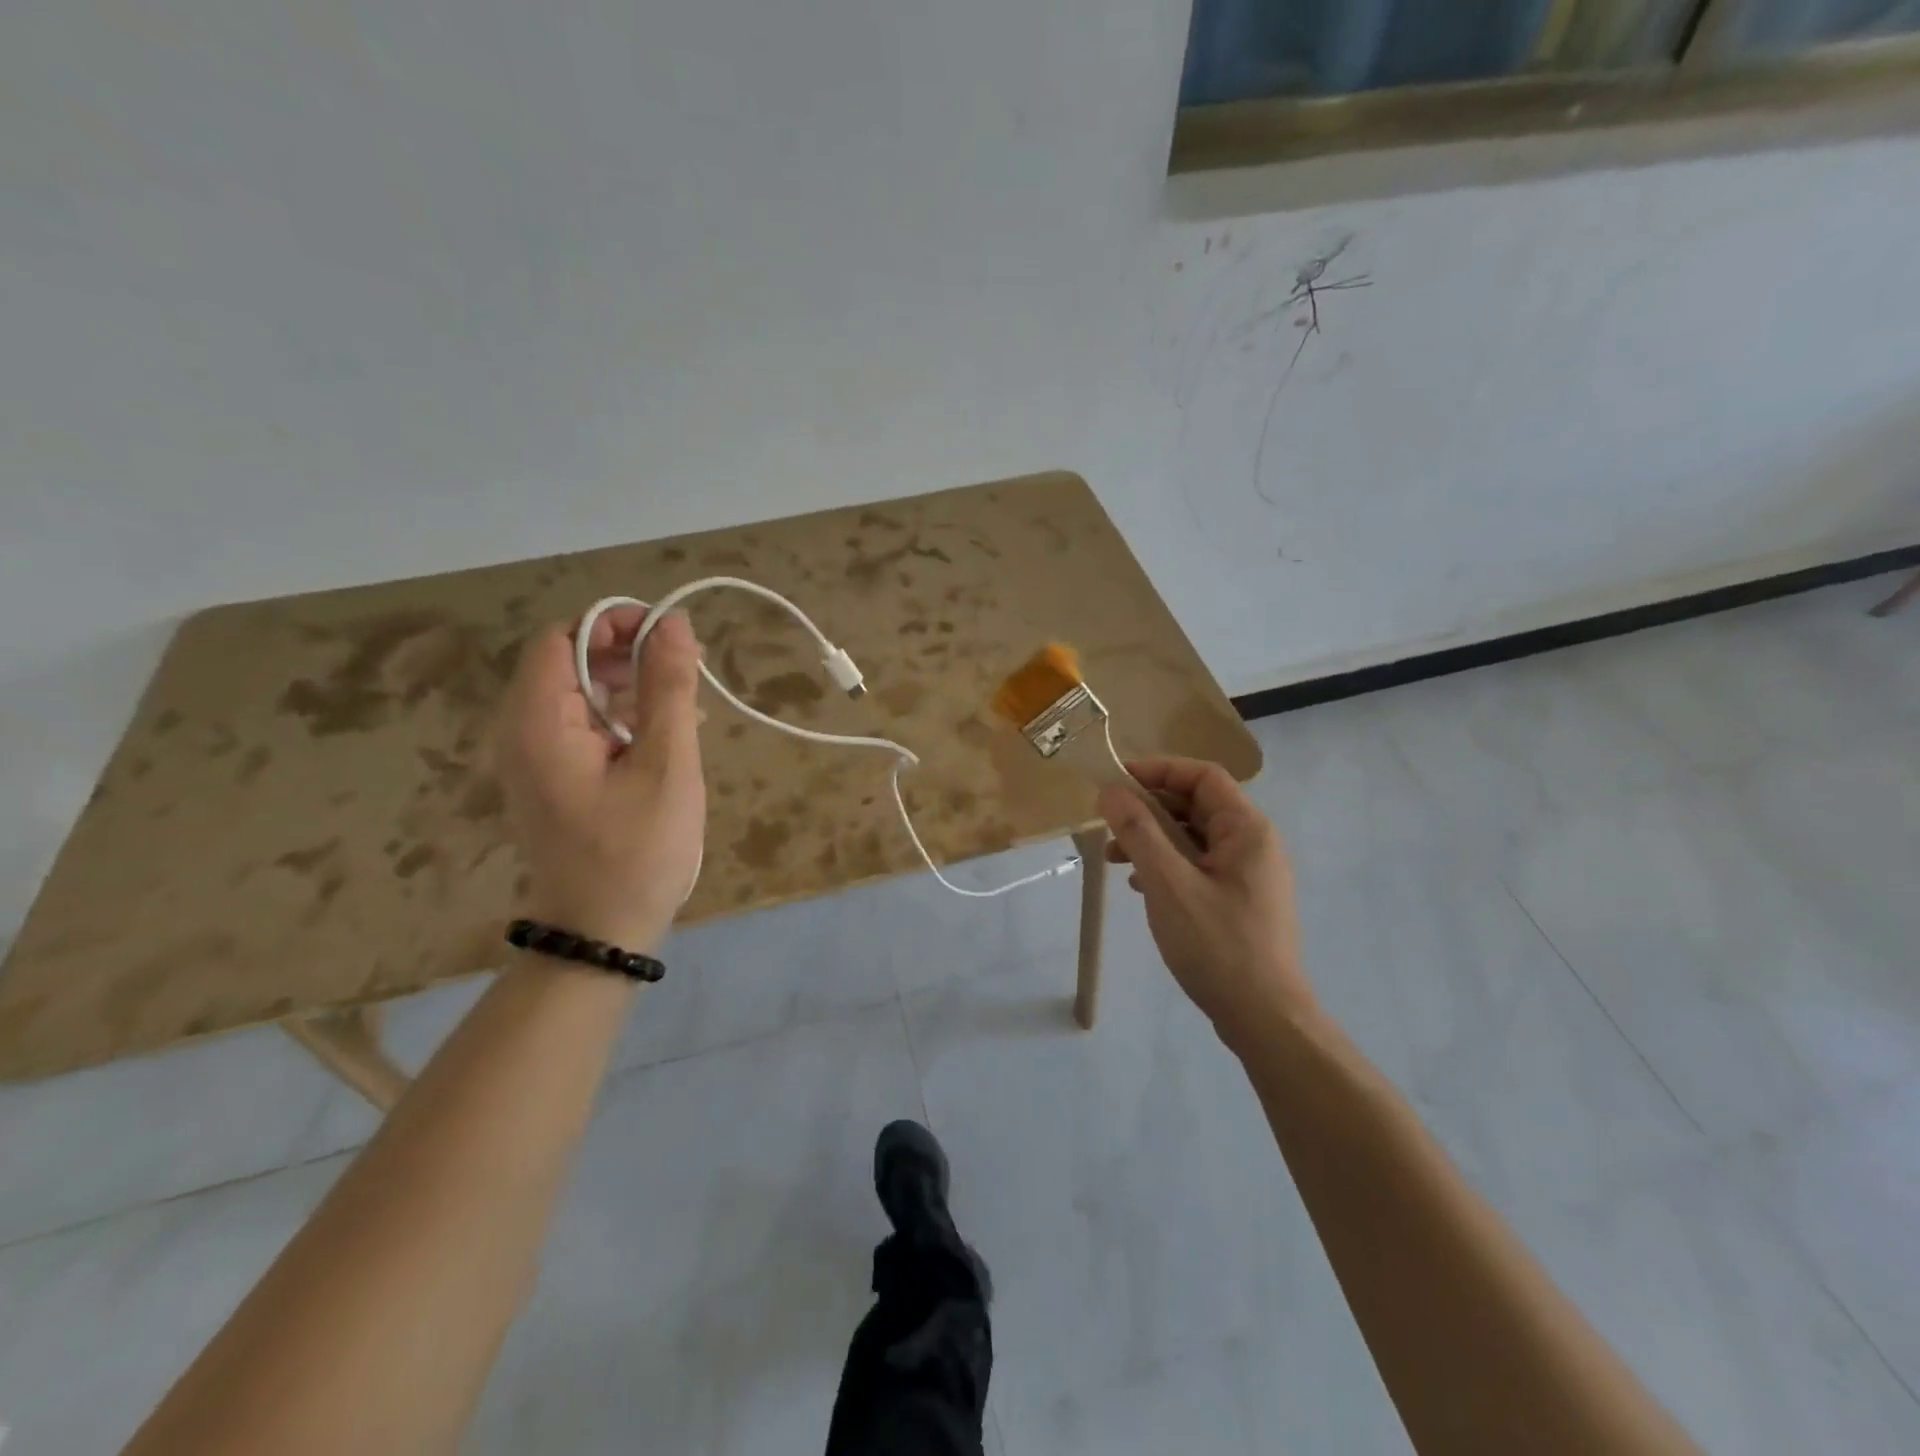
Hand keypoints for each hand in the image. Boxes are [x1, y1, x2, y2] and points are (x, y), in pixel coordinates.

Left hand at [496, 608, 706, 950]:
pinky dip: (625, 717)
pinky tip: (669, 732)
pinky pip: (585, 726)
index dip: (614, 623)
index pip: (563, 639)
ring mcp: (537, 758)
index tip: (670, 634)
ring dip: (633, 685)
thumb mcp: (666, 764)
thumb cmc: (638, 850)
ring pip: (581, 694)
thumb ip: (669, 688)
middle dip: (630, 653)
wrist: (602, 932)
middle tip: (690, 666)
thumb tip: (674, 623)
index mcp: (538, 723)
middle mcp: (524, 732)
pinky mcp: (555, 778)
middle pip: (570, 662)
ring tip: (688, 700)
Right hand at [1098, 758, 1314, 1049]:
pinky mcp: (1240, 900)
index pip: (1203, 776)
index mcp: (1247, 830)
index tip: (1117, 781)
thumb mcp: (1168, 883)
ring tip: (1115, 857)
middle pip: (1198, 805)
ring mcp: (1250, 874)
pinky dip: (1168, 864)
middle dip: (1150, 808)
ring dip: (1154, 838)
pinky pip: (1200, 865)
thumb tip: (1111, 791)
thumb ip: (1139, 832)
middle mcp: (1254, 844)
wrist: (1264, 1018)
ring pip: (1195, 837)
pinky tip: (1141, 884)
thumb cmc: (1217, 944)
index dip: (1159, 770)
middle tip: (1110, 822)